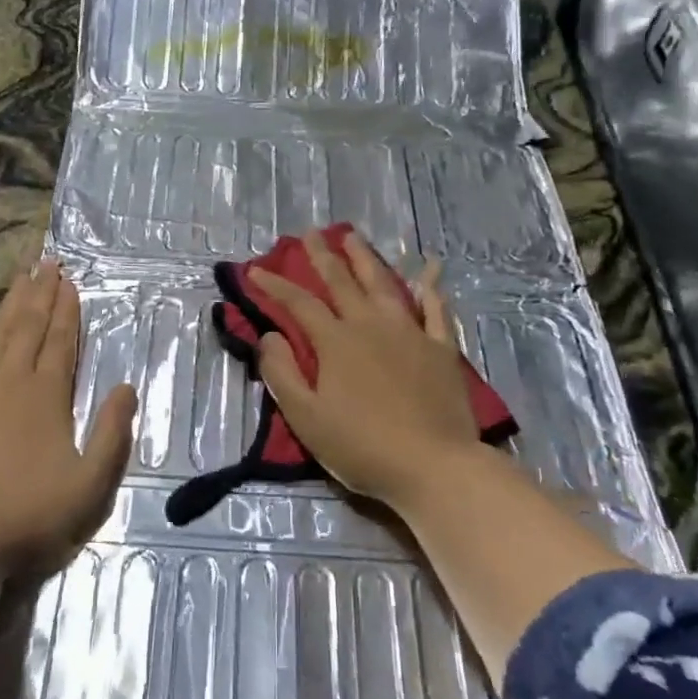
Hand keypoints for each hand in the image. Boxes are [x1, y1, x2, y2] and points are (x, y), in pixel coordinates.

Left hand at [0, 260, 136, 577]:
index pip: (62, 343)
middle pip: (30, 329)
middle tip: (48, 262)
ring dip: (9, 304)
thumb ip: (113, 434)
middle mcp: (11, 382)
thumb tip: (127, 387)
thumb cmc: (28, 515)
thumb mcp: (91, 485)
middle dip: (42, 295)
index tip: (70, 281)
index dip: (68, 311)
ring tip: (20, 276)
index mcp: (48, 397)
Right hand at [252, 231, 479, 511]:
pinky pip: (437, 309)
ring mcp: (410, 333)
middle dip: (323, 256)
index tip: (255, 269)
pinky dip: (431, 287)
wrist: (434, 466)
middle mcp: (371, 325)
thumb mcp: (307, 418)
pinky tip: (429, 270)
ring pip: (384, 285)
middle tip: (311, 233)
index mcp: (336, 342)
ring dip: (366, 259)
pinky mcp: (442, 348)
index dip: (275, 285)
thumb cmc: (362, 447)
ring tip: (354, 237)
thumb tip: (270, 335)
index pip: (299, 303)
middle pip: (342, 282)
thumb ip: (283, 373)